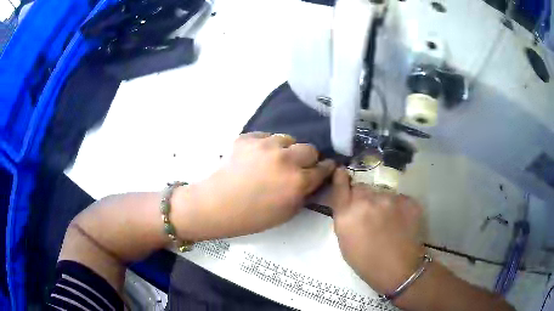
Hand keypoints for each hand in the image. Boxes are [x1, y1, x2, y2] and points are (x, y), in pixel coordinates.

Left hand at [174, 132, 335, 239]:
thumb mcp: (286, 213)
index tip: (324, 169)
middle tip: (298, 167)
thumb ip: (304, 195)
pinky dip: (267, 146)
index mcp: (297, 181)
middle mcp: (285, 159)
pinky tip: (257, 157)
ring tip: (275, 160)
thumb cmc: (251, 217)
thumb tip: (312, 180)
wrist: (215, 205)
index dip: (325, 169)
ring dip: (287, 150)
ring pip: (288, 139)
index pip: (323, 168)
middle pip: (310, 149)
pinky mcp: (248, 138)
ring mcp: (265, 145)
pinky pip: (266, 137)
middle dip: (309, 158)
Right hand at [329, 168, 424, 294]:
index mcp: (347, 215)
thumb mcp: (346, 243)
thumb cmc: (367, 263)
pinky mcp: (408, 200)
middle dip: (362, 196)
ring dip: (381, 201)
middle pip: (362, 188)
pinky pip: (398, 198)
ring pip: (381, 192)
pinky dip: (396, 206)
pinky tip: (400, 221)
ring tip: (387, 220)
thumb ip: (344, 219)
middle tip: (368, 211)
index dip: (340, 178)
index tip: (341, 171)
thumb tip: (348, 204)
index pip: (341, 187)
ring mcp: (390, 199)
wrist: (399, 270)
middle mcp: (367, 201)